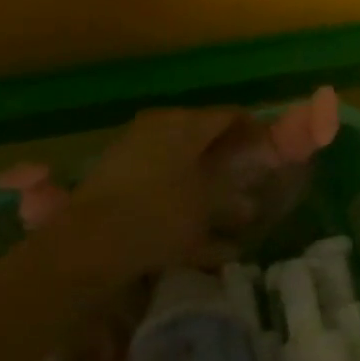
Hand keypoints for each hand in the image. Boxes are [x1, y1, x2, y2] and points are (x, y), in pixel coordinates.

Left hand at [63, 107, 244, 275]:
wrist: (87, 244)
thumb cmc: (159, 215)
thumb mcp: (206, 205)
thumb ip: (232, 194)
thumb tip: (249, 195)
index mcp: (184, 123)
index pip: (230, 116)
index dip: (255, 133)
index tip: (272, 155)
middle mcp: (159, 126)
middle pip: (204, 137)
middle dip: (230, 160)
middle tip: (251, 183)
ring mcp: (134, 149)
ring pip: (182, 162)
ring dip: (206, 184)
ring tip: (232, 217)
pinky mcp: (116, 176)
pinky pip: (160, 182)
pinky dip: (180, 200)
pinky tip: (199, 235)